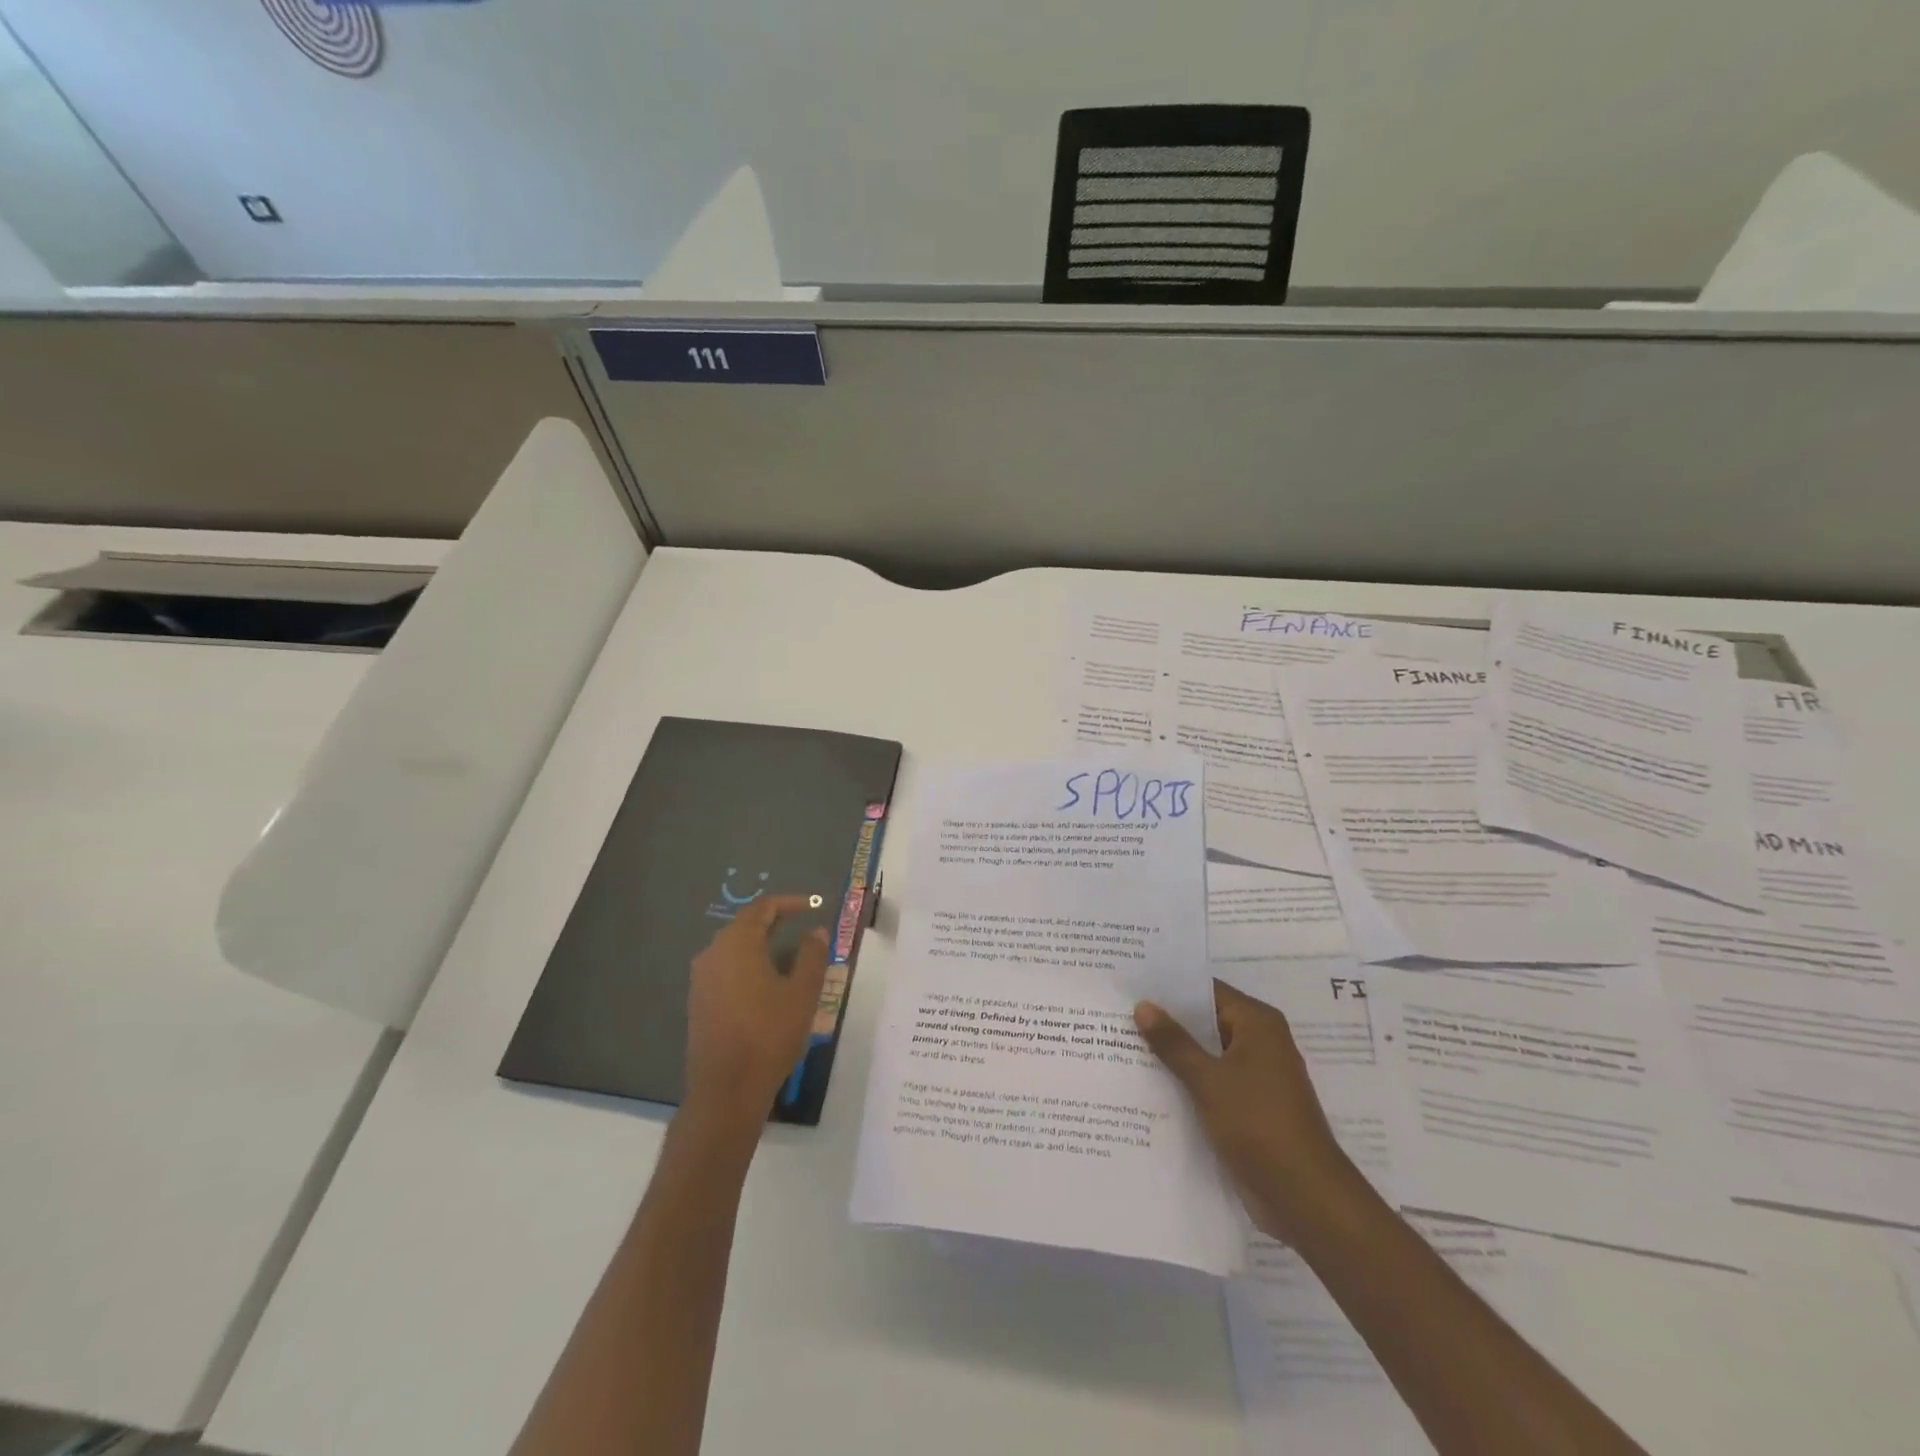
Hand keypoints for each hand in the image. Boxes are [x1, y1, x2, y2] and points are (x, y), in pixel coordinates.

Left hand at [684, 895, 829, 1130]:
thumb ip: (811, 955)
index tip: (814, 906)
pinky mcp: (698, 1002)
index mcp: (737, 943)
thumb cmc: (769, 1034)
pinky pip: (726, 970)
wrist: (726, 1089)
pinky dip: (748, 966)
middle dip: (775, 922)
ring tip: (790, 957)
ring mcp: (701, 979)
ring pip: (734, 948)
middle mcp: (713, 953)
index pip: (763, 907)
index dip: (790, 902)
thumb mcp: (802, 992)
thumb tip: (815, 931)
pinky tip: (767, 984)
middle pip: (745, 925)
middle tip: (803, 928)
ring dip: (762, 945)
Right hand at [1134, 981, 1356, 1242]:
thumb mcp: (1209, 1080)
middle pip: (1205, 1022)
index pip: (1207, 991)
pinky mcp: (1249, 1107)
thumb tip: (1143, 1005)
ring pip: (1206, 1055)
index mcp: (1258, 1024)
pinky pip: (1211, 1082)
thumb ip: (1174, 1043)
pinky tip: (1147, 1084)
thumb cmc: (1259, 1125)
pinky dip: (1186, 1081)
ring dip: (1173, 1055)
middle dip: (1166, 1022)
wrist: (1305, 1198)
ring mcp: (1256, 1077)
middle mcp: (1260, 1043)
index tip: (1131, 984)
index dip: (1169, 988)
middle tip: (1117, 1013)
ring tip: (1121, 1044)